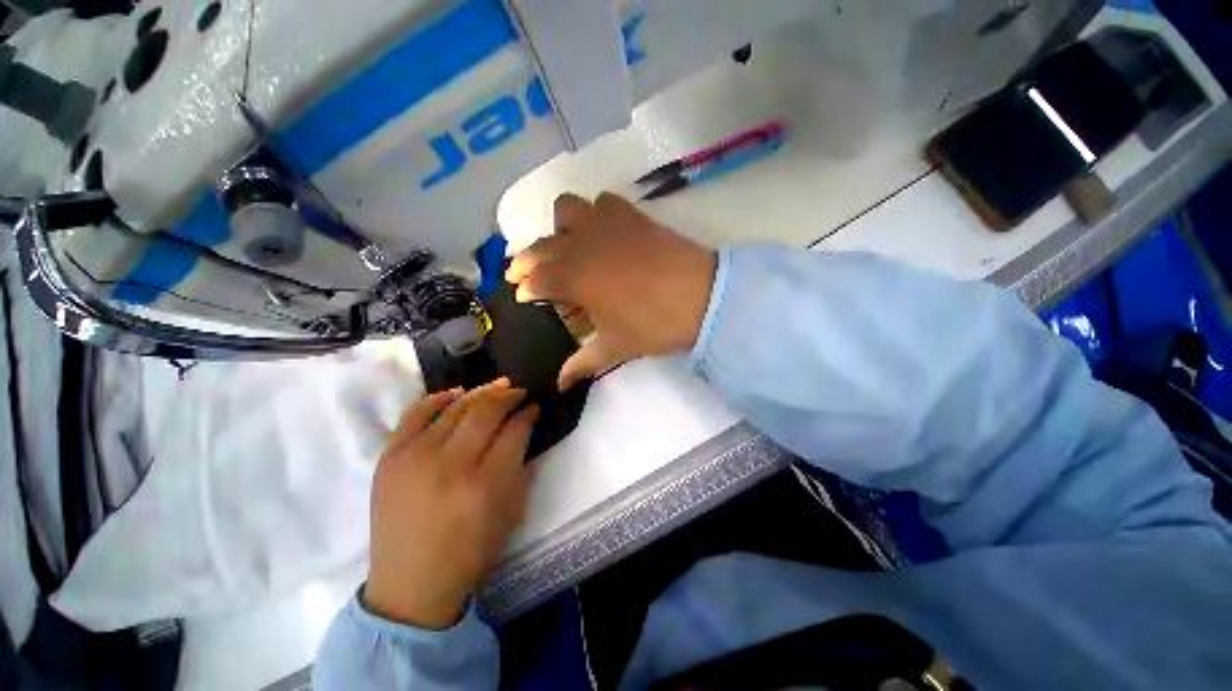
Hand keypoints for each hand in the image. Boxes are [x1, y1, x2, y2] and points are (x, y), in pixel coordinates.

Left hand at [363, 379, 538, 628]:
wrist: (410, 582)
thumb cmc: (470, 550)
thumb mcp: (512, 511)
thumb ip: (521, 466)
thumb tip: (523, 428)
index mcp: (486, 483)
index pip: (514, 430)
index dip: (528, 413)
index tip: (534, 406)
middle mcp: (451, 464)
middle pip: (486, 411)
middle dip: (509, 396)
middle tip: (520, 391)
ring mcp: (416, 457)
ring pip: (456, 407)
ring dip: (482, 392)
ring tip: (498, 386)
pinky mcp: (390, 457)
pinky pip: (416, 413)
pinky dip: (438, 397)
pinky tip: (457, 392)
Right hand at [506, 192, 716, 389]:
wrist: (702, 297)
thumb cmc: (653, 325)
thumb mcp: (615, 347)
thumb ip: (583, 363)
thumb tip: (560, 385)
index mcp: (573, 278)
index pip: (535, 280)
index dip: (524, 288)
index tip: (522, 297)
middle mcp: (581, 244)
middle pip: (540, 245)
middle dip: (526, 260)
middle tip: (529, 276)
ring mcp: (605, 224)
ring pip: (565, 209)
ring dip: (559, 228)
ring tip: (567, 247)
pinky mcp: (630, 215)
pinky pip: (602, 202)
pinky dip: (595, 213)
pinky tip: (602, 232)